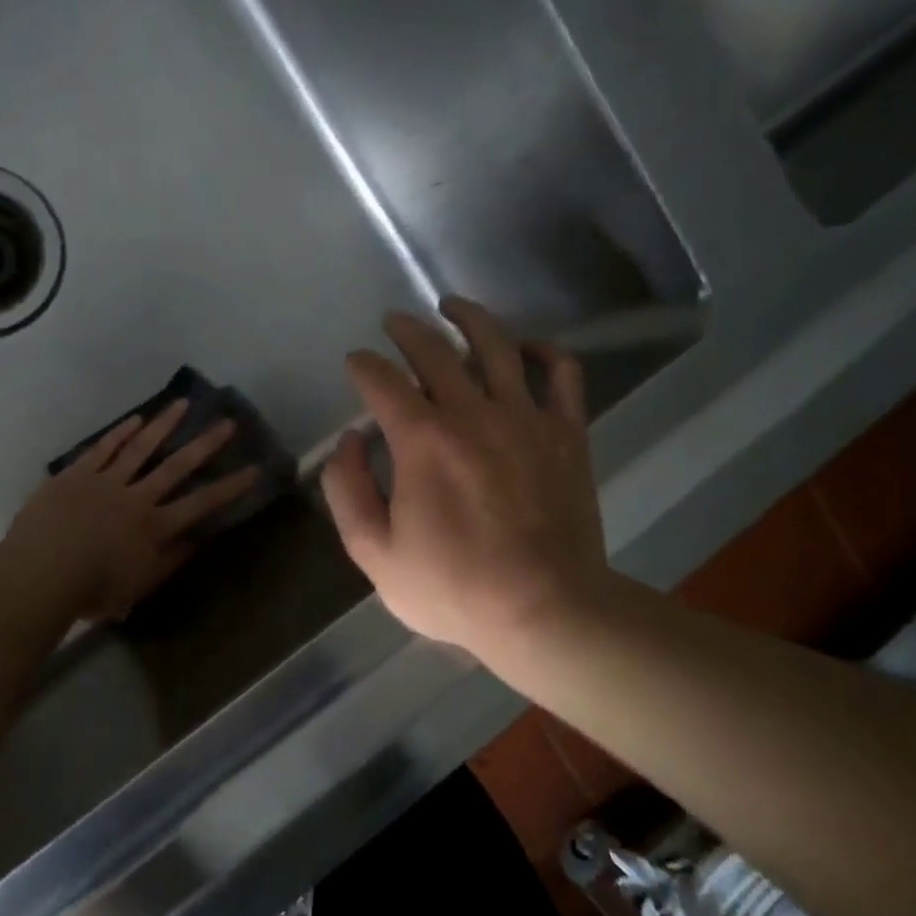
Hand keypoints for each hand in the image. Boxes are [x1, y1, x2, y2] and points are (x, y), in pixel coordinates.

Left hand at [4, 400, 259, 621]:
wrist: (40, 573)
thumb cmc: (91, 590)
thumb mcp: (138, 587)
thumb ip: (169, 562)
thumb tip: (196, 540)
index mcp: (154, 527)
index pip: (201, 503)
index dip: (229, 487)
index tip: (254, 469)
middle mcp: (137, 497)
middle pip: (177, 466)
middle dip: (205, 444)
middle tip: (227, 422)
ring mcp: (106, 481)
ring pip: (141, 448)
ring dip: (164, 425)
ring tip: (183, 404)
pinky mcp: (77, 474)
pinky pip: (103, 449)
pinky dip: (120, 433)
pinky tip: (136, 419)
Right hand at [321, 297, 609, 659]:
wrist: (545, 610)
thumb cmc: (454, 588)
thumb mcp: (375, 554)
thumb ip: (347, 492)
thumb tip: (349, 442)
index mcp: (422, 440)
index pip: (382, 382)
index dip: (362, 366)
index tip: (355, 363)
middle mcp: (473, 413)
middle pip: (435, 351)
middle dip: (407, 330)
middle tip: (394, 322)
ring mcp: (526, 418)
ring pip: (498, 346)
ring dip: (469, 318)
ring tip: (452, 306)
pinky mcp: (567, 434)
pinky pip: (562, 374)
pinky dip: (546, 351)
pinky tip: (529, 347)